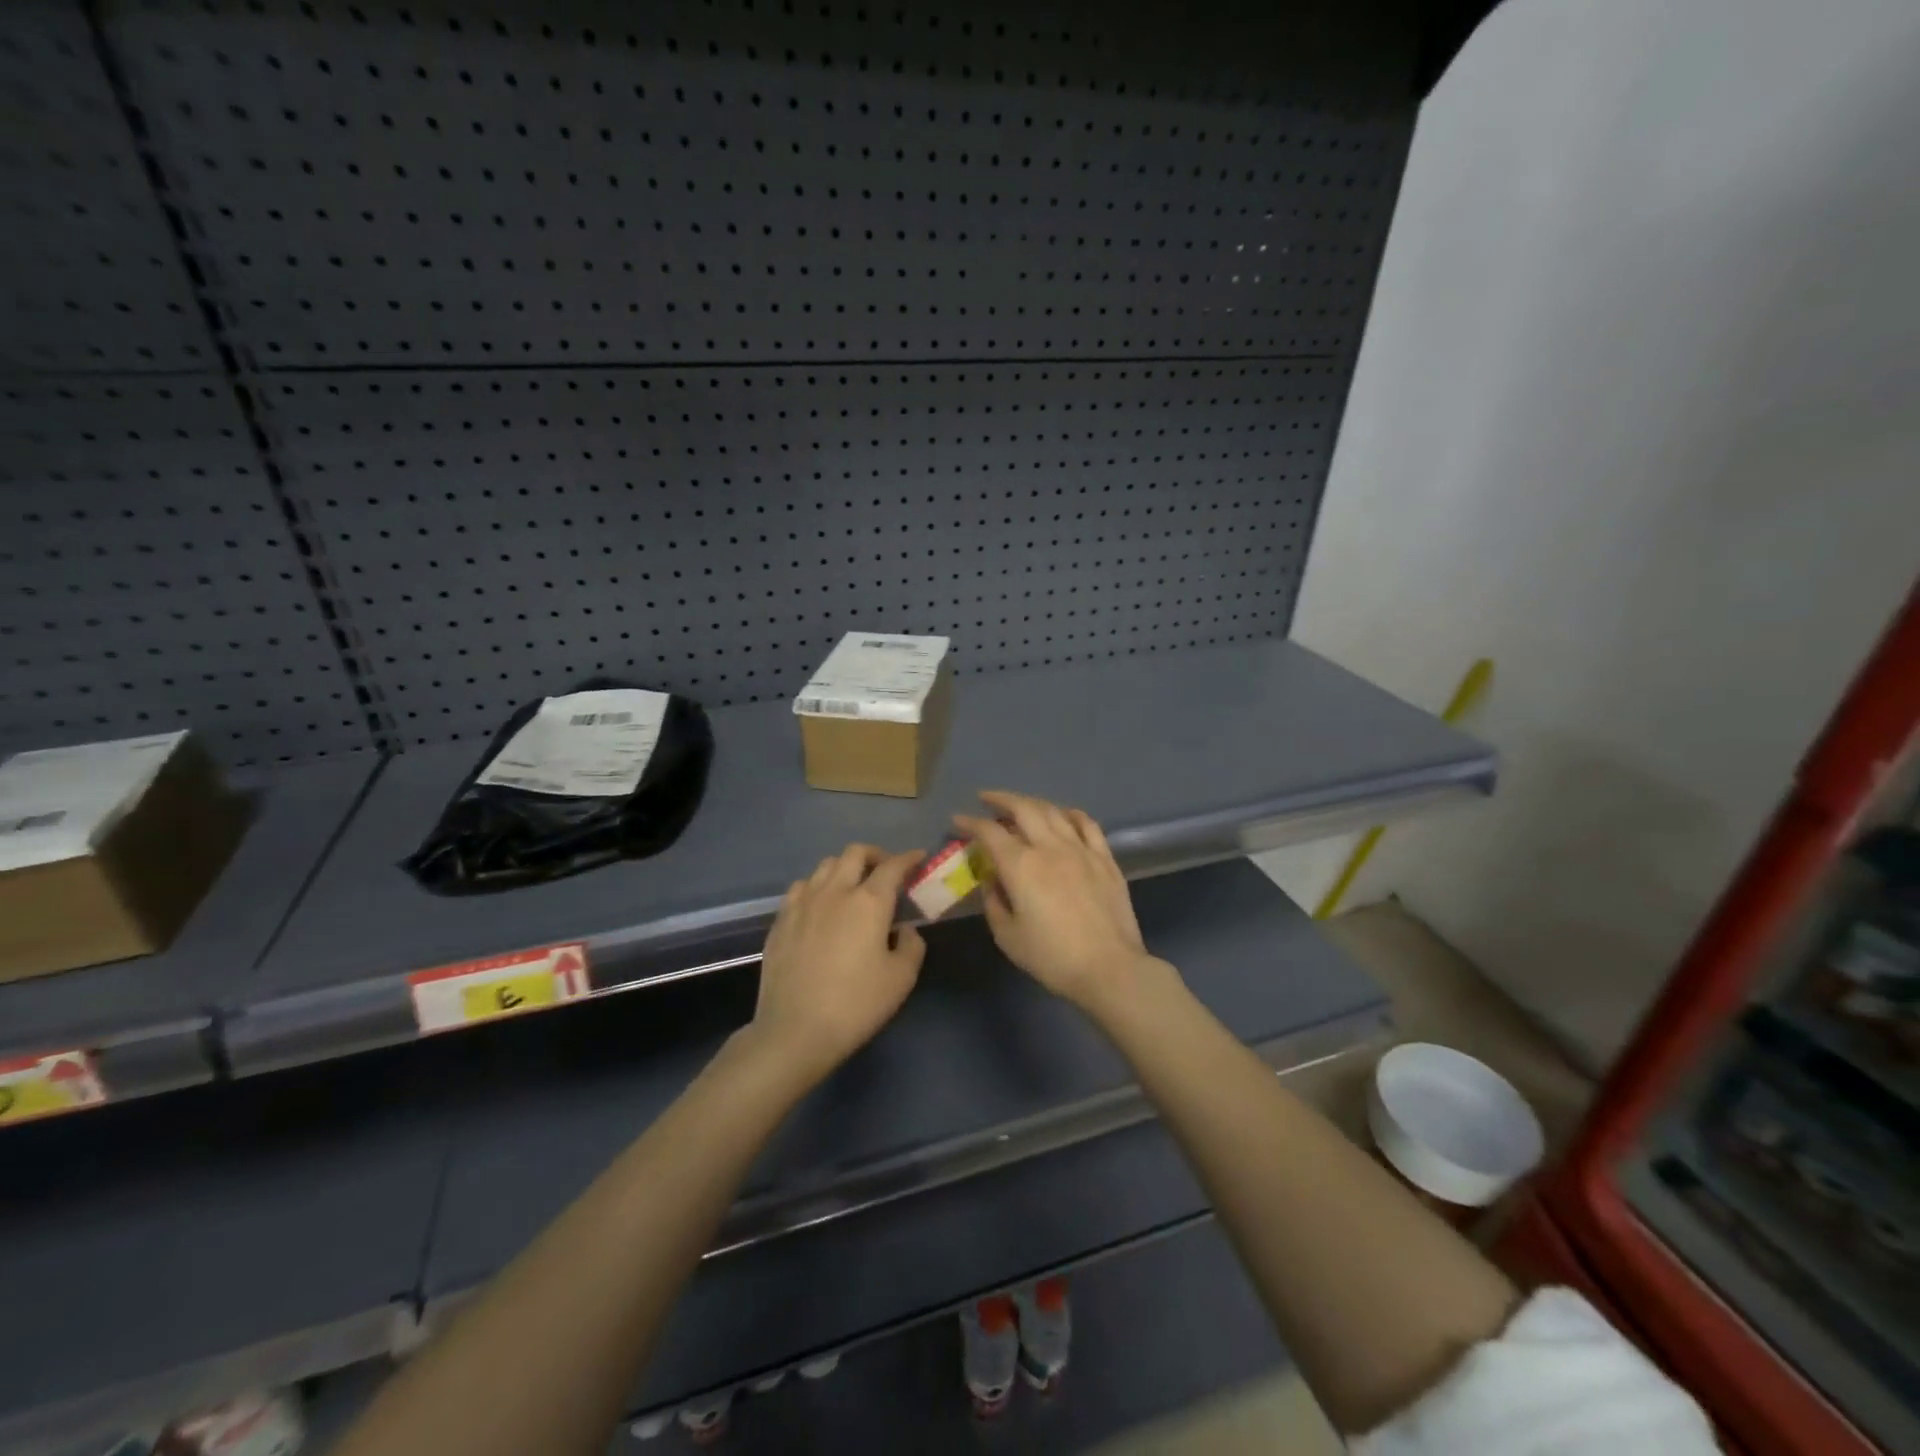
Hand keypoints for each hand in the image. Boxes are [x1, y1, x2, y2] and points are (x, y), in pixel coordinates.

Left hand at [749, 843, 926, 1084]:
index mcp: (869, 902)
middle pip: (855, 853)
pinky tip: (821, 905)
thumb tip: (904, 929)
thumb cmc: (856, 1005)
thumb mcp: (901, 979)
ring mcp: (803, 903)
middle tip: (886, 871)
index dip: (909, 858)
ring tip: (853, 885)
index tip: (919, 858)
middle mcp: (835, 891)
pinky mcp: (781, 920)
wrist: (795, 1031)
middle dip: (875, 855)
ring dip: (845, 867)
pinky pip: (801, 887)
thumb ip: (911, 945)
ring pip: (825, 865)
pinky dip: (817, 886)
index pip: (893, 866)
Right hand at [954, 791, 1170, 1015]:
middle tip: (986, 799)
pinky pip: (1087, 824)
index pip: (989, 832)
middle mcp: (1049, 847)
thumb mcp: (1007, 936)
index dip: (970, 823)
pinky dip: (1070, 814)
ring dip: (1032, 803)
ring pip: (1053, 811)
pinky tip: (1063, 815)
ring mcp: (1081, 849)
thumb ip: (994, 901)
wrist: (1109, 968)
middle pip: (1023, 808)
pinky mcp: (1105, 858)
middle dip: (1000, 799)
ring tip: (1020, 805)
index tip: (958, 820)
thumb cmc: (1052, 957)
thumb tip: (992, 879)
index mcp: (1021, 865)